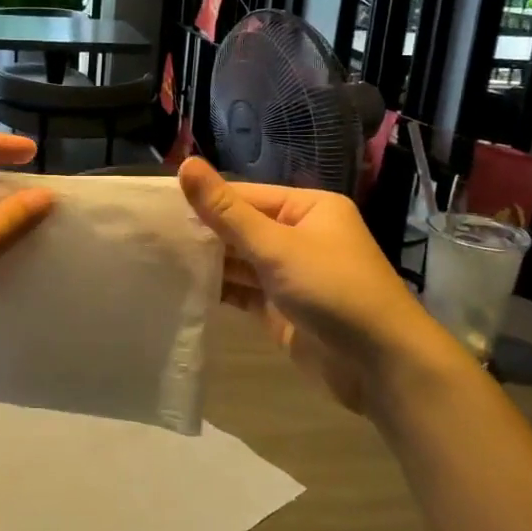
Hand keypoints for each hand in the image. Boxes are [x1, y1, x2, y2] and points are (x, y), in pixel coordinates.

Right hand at [176, 157, 449, 413]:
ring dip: (207, 262)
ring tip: (157, 259)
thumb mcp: (276, 246)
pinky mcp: (282, 309)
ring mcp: (290, 275)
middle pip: (241, 227)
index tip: (158, 206)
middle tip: (150, 234)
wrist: (381, 366)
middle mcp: (300, 236)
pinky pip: (244, 291)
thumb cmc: (333, 290)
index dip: (205, 200)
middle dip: (203, 232)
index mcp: (308, 208)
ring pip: (240, 261)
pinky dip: (219, 290)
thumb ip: (227, 211)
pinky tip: (183, 287)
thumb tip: (186, 165)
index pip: (245, 196)